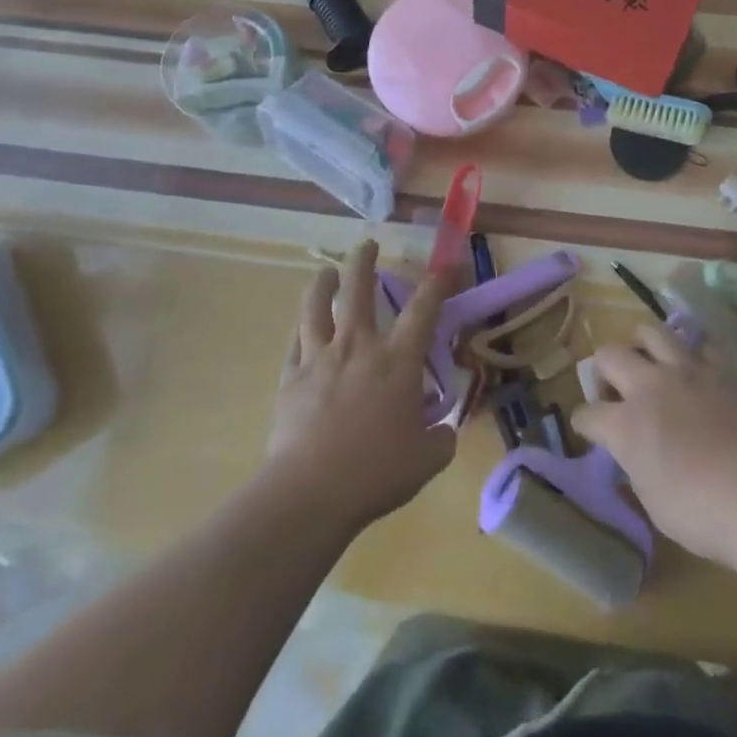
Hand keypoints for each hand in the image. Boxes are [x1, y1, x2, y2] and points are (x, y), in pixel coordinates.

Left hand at [266, 241, 454, 532]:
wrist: (311, 491)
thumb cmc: (377, 472)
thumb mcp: (427, 459)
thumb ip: (441, 438)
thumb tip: (443, 431)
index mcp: (397, 361)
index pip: (423, 308)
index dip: (438, 282)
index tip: (446, 264)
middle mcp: (359, 346)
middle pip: (359, 289)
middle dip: (364, 261)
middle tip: (368, 245)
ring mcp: (319, 358)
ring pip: (317, 306)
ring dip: (322, 284)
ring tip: (325, 272)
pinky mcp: (290, 377)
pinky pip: (295, 342)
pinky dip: (301, 329)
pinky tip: (302, 326)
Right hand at [574, 322, 736, 565]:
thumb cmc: (699, 513)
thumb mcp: (651, 502)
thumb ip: (634, 468)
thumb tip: (631, 457)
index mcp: (624, 425)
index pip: (587, 414)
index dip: (584, 423)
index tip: (589, 431)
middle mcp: (648, 387)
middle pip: (609, 355)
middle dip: (603, 370)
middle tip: (615, 389)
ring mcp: (685, 372)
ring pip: (650, 331)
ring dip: (641, 343)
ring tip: (648, 361)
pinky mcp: (720, 371)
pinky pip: (699, 345)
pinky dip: (691, 353)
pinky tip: (694, 369)